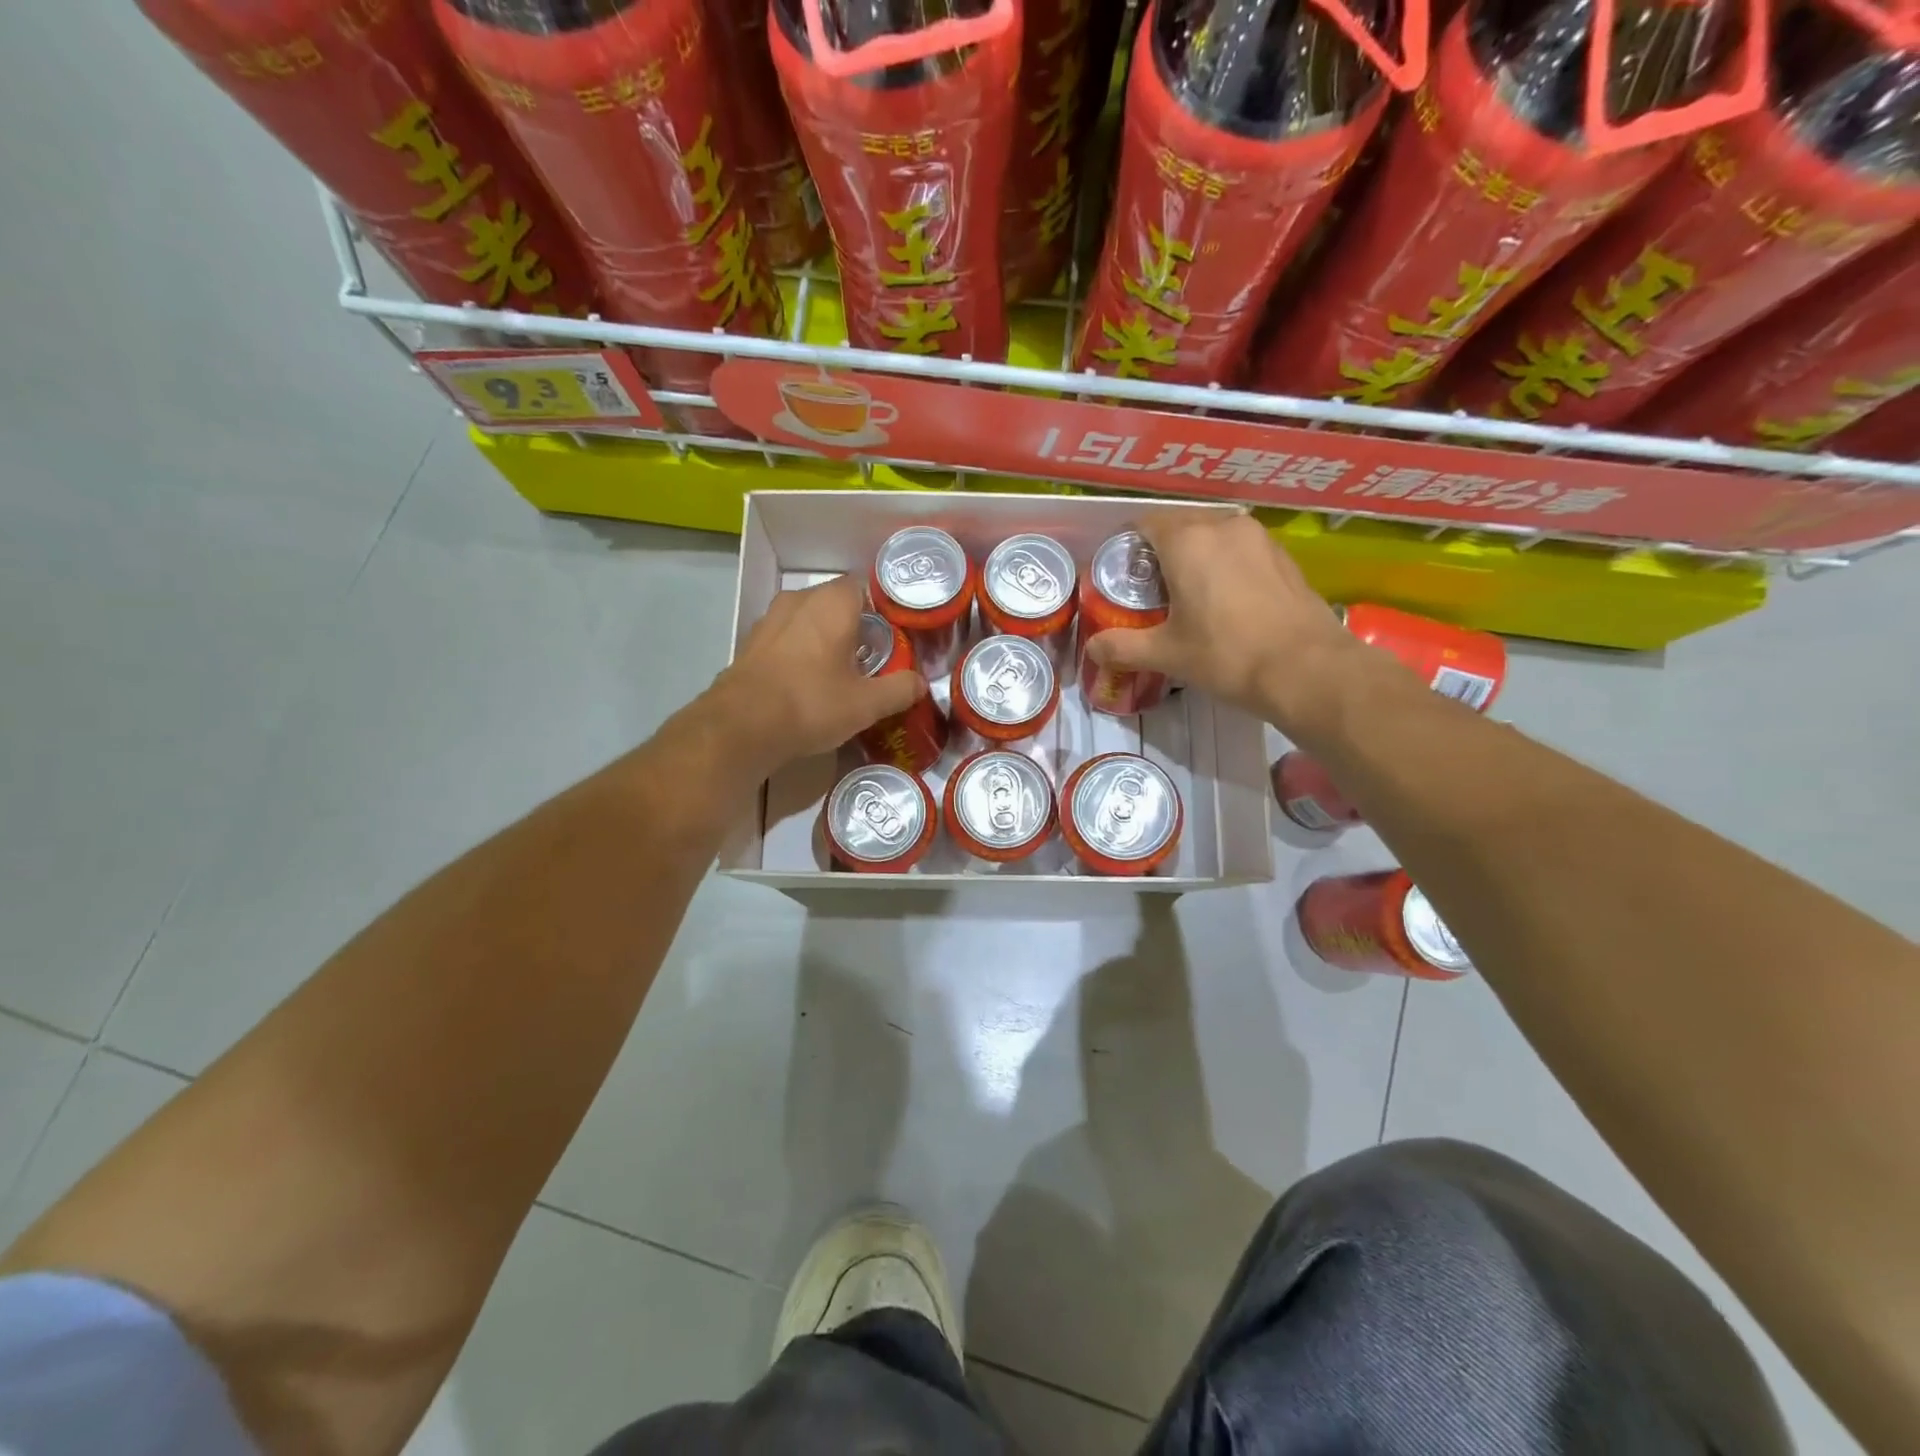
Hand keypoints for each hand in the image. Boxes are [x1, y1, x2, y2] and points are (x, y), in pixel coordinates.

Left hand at [710, 575, 924, 774]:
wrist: (740, 727)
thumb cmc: (811, 704)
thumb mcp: (866, 704)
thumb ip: (899, 689)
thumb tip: (921, 683)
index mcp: (832, 603)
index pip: (864, 587)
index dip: (882, 610)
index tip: (894, 636)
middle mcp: (799, 600)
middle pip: (836, 603)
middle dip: (854, 626)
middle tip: (872, 658)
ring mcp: (769, 620)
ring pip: (807, 620)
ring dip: (824, 638)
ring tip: (838, 671)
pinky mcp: (751, 643)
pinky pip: (785, 638)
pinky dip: (799, 652)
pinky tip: (805, 682)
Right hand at [1083, 509, 1356, 728]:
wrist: (1308, 669)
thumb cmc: (1228, 655)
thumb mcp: (1167, 654)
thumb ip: (1122, 647)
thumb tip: (1092, 648)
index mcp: (1186, 541)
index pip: (1144, 524)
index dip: (1126, 547)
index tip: (1119, 576)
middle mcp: (1222, 526)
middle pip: (1178, 526)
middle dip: (1159, 553)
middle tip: (1149, 591)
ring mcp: (1258, 537)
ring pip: (1212, 536)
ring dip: (1194, 557)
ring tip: (1186, 595)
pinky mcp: (1283, 555)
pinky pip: (1240, 549)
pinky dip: (1225, 565)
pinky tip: (1225, 601)